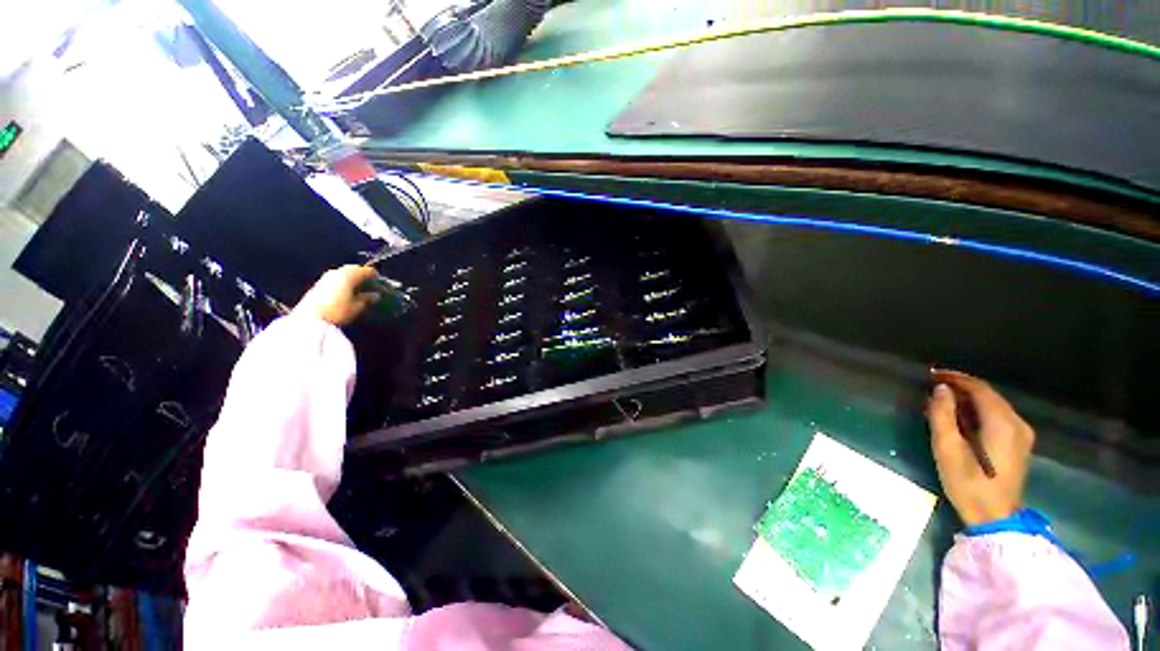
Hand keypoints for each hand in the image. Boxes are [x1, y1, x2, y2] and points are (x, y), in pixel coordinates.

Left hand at [293, 265, 380, 326]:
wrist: (310, 319)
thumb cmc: (338, 310)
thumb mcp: (357, 306)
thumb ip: (368, 299)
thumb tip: (375, 295)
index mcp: (349, 275)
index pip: (367, 271)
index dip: (376, 277)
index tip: (382, 285)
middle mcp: (337, 272)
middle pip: (354, 269)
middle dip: (363, 276)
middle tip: (371, 285)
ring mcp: (326, 277)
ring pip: (344, 273)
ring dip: (353, 279)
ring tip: (360, 289)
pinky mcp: (319, 284)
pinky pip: (336, 279)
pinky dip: (344, 283)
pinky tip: (347, 292)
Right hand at [927, 369, 1034, 526]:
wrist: (995, 518)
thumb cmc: (968, 483)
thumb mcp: (947, 449)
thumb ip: (942, 416)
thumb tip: (939, 389)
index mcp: (1002, 423)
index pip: (979, 389)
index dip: (955, 378)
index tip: (931, 375)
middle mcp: (1017, 423)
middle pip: (989, 395)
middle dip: (962, 387)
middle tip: (934, 386)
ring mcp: (1022, 434)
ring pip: (994, 405)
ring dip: (970, 399)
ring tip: (944, 401)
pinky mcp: (1020, 444)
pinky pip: (999, 416)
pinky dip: (979, 410)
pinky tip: (963, 417)